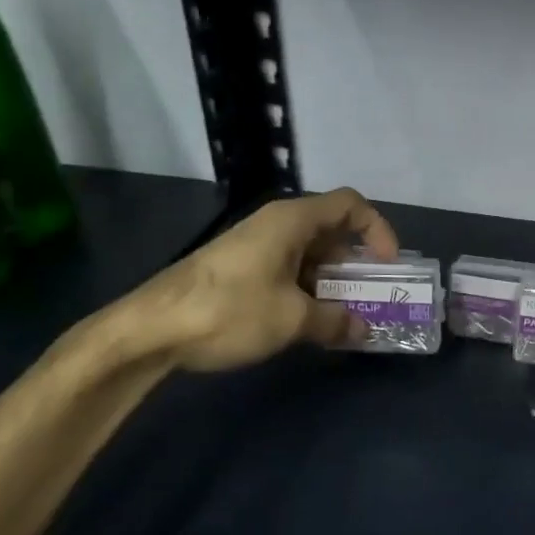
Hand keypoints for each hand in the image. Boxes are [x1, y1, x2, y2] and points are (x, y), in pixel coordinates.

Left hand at [129, 187, 398, 371]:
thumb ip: (334, 321)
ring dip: (331, 281)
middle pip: (331, 230)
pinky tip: (306, 321)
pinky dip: (306, 289)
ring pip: (309, 253)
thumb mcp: (291, 319)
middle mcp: (275, 224)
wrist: (148, 330)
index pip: (350, 204)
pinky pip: (287, 268)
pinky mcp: (238, 268)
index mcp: (292, 221)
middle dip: (356, 262)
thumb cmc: (228, 311)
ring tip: (342, 316)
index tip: (387, 264)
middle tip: (371, 296)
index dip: (377, 229)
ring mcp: (254, 246)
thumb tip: (363, 330)